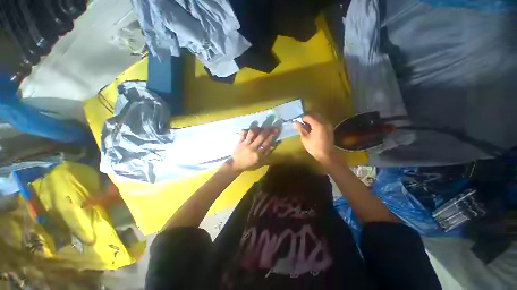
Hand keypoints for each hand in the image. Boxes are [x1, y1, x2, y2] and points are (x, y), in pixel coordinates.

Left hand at [226, 127, 278, 171]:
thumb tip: (273, 145)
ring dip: (258, 129)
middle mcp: (252, 148)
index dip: (272, 136)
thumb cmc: (249, 164)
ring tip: (261, 128)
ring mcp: (245, 144)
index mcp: (258, 154)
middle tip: (272, 127)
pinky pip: (243, 133)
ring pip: (252, 133)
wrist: (236, 165)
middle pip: (261, 136)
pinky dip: (246, 130)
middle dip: (267, 130)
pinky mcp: (239, 141)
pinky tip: (250, 130)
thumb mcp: (260, 162)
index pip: (266, 143)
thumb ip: (267, 153)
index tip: (276, 131)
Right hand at [293, 113, 335, 163]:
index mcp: (318, 124)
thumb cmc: (314, 147)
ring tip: (306, 125)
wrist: (327, 155)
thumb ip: (300, 129)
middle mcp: (324, 122)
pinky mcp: (329, 128)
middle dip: (307, 117)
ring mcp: (328, 124)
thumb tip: (294, 122)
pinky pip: (321, 121)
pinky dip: (316, 122)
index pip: (308, 116)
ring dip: (311, 119)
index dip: (301, 118)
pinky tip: (312, 128)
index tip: (297, 123)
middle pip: (314, 115)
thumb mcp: (305, 138)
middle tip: (300, 123)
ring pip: (318, 117)